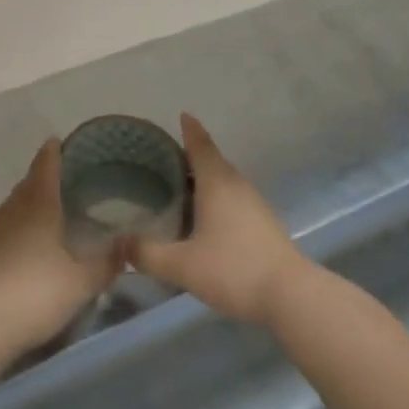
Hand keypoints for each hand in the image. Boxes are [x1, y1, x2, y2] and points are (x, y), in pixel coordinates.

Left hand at [0, 139, 121, 355]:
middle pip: (27, 185)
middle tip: (58, 178)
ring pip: (12, 207)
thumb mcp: (82, 282)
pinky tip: (22, 245)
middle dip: (40, 178)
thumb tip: (129, 244)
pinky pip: (1, 230)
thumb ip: (107, 263)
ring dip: (26, 203)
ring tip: (42, 210)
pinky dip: (14, 228)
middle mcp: (13, 210)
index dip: (52, 153)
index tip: (56, 140)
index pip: (45, 167)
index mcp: (39, 205)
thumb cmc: (37, 294)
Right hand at [129, 114, 310, 324]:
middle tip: (165, 159)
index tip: (182, 115)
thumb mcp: (182, 265)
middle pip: (212, 161)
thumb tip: (119, 243)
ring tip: (180, 188)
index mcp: (217, 183)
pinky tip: (205, 218)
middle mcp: (236, 185)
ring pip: (224, 181)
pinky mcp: (263, 222)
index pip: (200, 145)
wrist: (289, 293)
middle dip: (191, 156)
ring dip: (204, 179)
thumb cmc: (233, 269)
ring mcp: (254, 203)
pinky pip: (234, 198)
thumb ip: (148, 254)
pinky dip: (216, 198)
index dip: (190, 129)